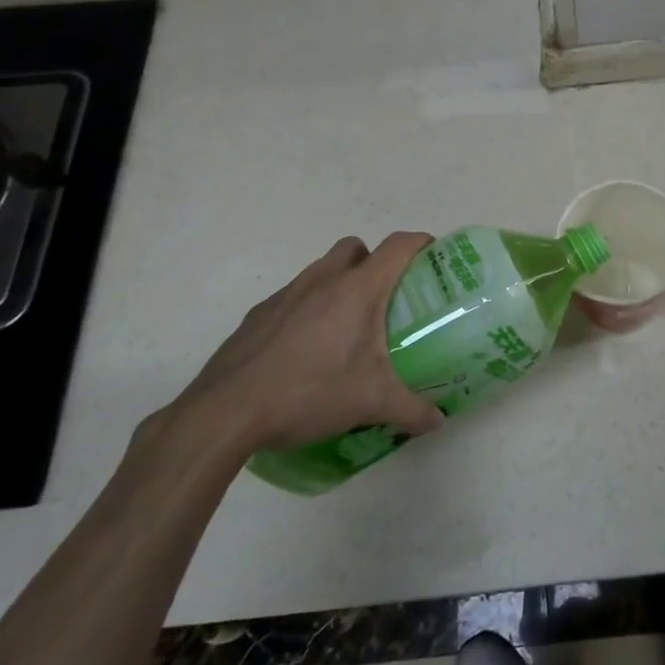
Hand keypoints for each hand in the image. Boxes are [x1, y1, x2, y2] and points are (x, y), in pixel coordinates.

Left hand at [171, 233, 443, 458]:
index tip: (433, 258)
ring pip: (321, 270)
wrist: (226, 413)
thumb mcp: (371, 404)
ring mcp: (286, 295)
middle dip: (374, 262)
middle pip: (356, 248)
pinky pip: (293, 297)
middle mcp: (322, 280)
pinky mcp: (258, 315)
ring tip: (346, 328)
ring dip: (339, 284)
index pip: (398, 246)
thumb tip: (438, 421)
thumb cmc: (309, 393)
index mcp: (357, 290)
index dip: (420, 243)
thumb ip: (412, 410)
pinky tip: (307, 350)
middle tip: (386, 299)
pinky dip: (308, 310)